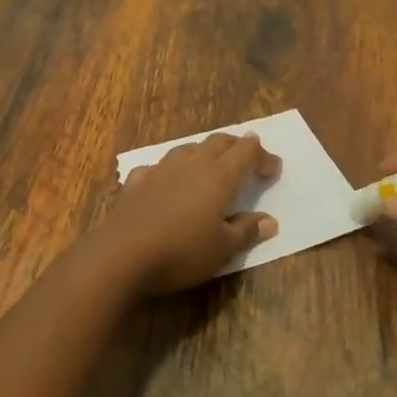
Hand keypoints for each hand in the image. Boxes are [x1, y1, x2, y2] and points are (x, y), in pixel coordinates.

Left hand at [87, 132, 282, 295]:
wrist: (122, 254)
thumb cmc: (182, 251)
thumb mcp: (222, 249)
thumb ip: (246, 231)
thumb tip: (269, 221)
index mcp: (219, 175)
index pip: (247, 152)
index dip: (263, 157)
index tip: (273, 170)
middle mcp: (192, 164)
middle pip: (218, 142)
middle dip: (237, 146)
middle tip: (248, 158)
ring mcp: (161, 170)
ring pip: (188, 149)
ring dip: (204, 152)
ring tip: (210, 165)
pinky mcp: (136, 182)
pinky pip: (157, 167)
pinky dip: (169, 170)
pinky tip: (165, 181)